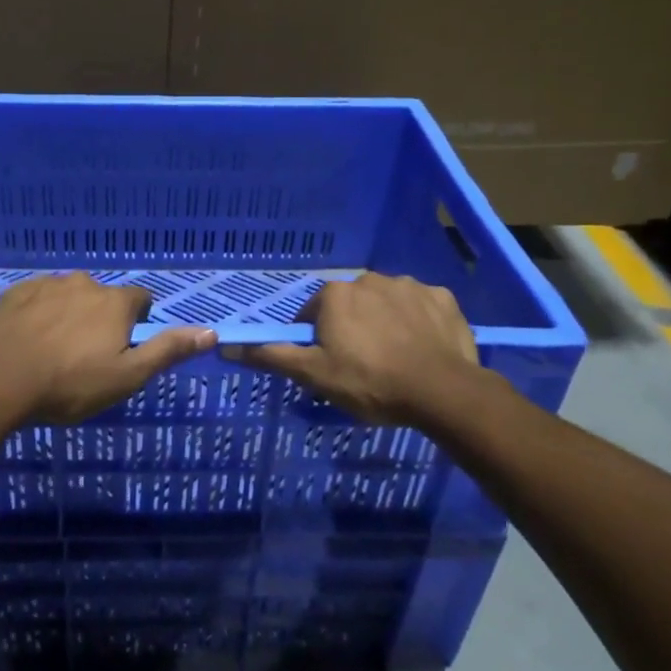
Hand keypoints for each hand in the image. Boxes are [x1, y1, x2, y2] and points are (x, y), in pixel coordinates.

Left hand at [0, 273, 216, 423]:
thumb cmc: (71, 384)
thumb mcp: (127, 376)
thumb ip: (168, 350)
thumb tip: (211, 332)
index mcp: (114, 302)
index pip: (141, 299)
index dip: (138, 320)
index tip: (126, 345)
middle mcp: (83, 283)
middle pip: (102, 297)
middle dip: (100, 318)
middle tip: (87, 355)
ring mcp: (45, 285)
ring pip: (67, 296)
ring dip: (67, 314)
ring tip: (54, 350)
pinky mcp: (13, 293)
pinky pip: (34, 299)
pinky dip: (36, 314)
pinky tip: (26, 341)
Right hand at [224, 272, 486, 426]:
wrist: (443, 392)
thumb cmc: (370, 382)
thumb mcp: (314, 375)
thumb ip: (272, 356)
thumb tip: (227, 345)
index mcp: (335, 294)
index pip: (313, 313)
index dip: (317, 339)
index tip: (329, 364)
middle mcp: (369, 279)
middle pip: (350, 305)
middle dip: (351, 328)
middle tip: (362, 365)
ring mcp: (409, 285)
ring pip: (386, 303)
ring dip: (384, 322)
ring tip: (395, 359)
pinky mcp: (442, 298)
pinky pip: (422, 307)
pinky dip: (418, 322)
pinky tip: (422, 347)